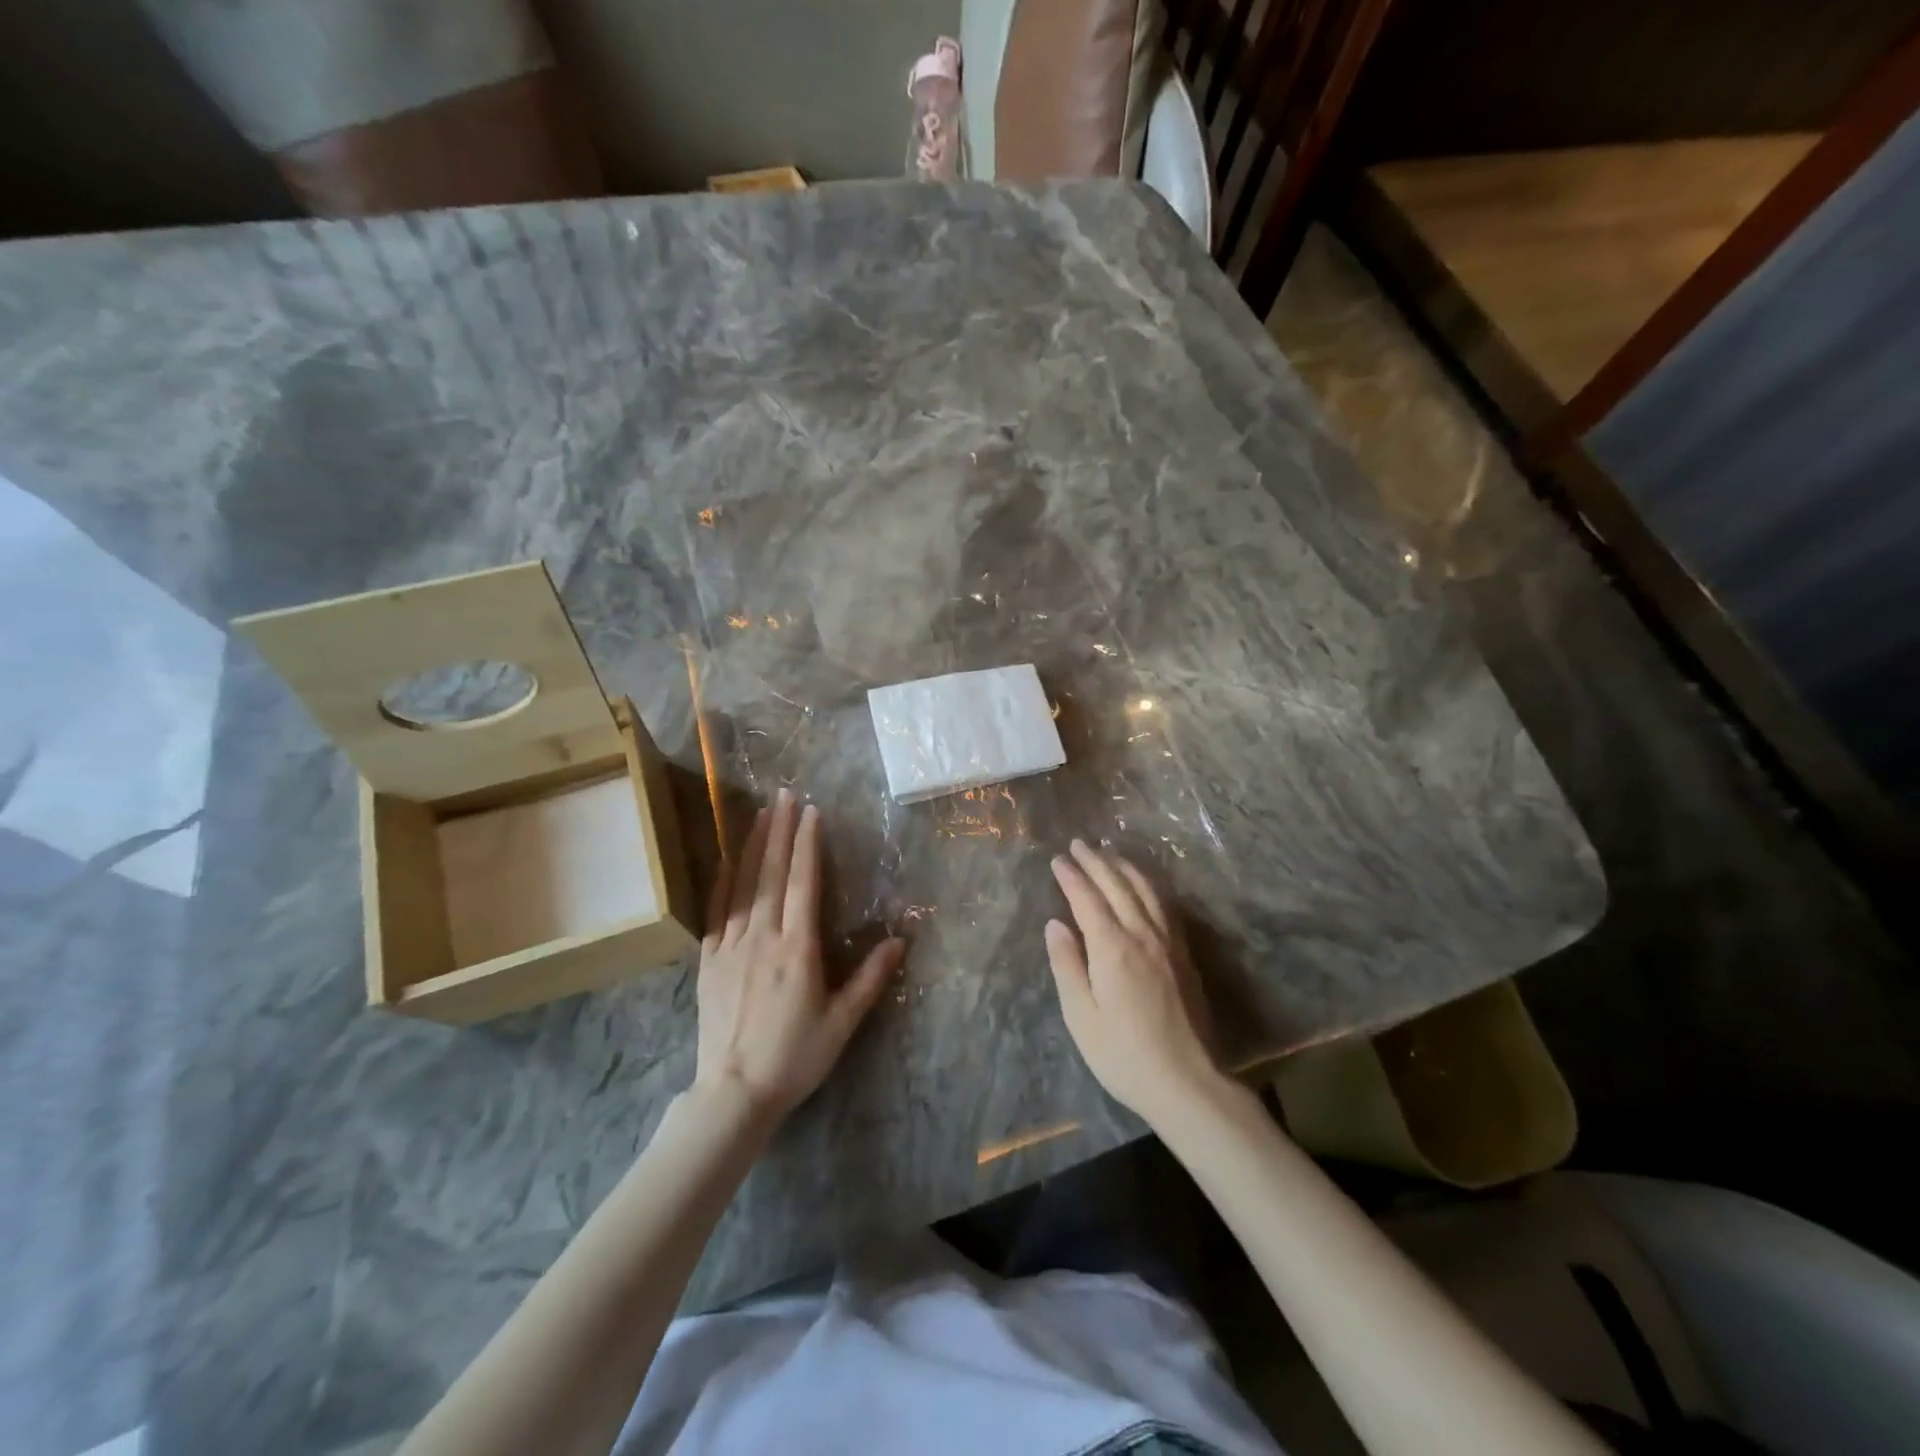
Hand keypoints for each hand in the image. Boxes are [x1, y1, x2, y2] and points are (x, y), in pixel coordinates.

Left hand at [694, 789, 905, 1121]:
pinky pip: (716, 910)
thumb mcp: (842, 1022)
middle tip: (784, 794)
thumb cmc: (795, 1056)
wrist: (734, 1092)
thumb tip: (902, 939)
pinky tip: (727, 859)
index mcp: (797, 948)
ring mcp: (731, 946)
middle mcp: (763, 936)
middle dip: (780, 829)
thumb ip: (871, 978)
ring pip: (743, 884)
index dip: (807, 843)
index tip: (811, 812)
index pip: (804, 882)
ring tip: (760, 812)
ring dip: (753, 844)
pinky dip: (724, 880)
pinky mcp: (709, 960)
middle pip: (772, 873)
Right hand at [1045, 839, 1222, 1124]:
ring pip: (1145, 891)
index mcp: (1113, 948)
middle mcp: (1142, 935)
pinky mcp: (1183, 955)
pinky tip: (1142, 886)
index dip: (1071, 877)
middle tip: (1078, 844)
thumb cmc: (1122, 1054)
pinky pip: (1163, 906)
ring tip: (1108, 852)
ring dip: (1124, 867)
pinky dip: (1147, 886)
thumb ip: (1067, 965)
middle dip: (1096, 862)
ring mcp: (1167, 943)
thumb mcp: (1081, 1015)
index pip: (1087, 899)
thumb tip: (1055, 924)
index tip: (1057, 859)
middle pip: (1117, 886)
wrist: (1186, 1082)